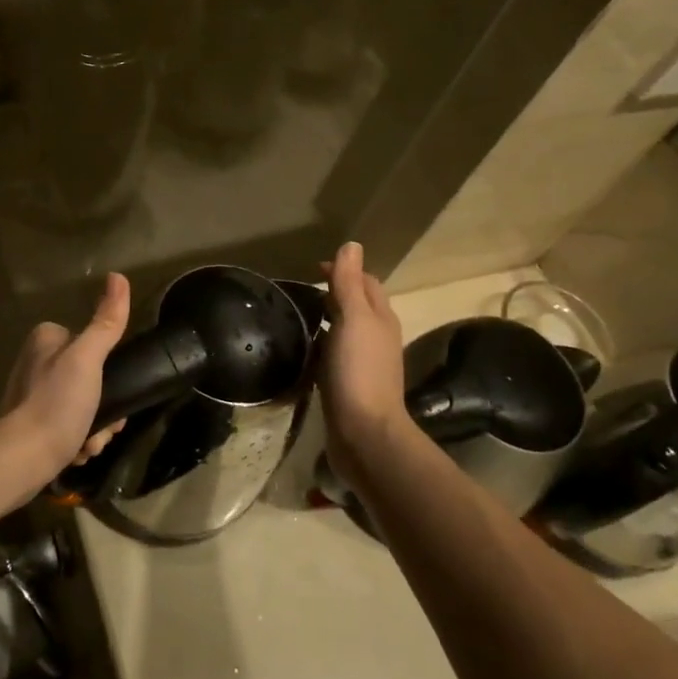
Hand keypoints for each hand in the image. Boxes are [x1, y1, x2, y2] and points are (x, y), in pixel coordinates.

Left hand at [0, 272, 130, 488]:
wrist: (19, 461)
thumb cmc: (55, 404)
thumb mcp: (87, 359)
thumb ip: (106, 323)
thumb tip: (118, 275)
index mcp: (47, 340)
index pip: (93, 345)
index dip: (110, 372)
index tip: (115, 393)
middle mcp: (37, 363)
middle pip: (91, 380)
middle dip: (104, 408)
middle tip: (104, 427)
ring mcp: (33, 396)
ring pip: (84, 406)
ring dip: (96, 428)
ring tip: (88, 445)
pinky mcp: (32, 426)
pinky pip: (68, 427)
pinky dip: (78, 441)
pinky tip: (77, 454)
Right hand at [318, 242, 408, 487]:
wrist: (364, 434)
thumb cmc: (359, 371)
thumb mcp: (353, 319)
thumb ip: (349, 283)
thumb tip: (351, 245)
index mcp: (380, 318)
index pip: (366, 282)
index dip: (344, 270)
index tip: (313, 268)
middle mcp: (376, 337)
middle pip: (357, 305)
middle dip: (334, 292)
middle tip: (300, 289)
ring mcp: (363, 363)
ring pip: (345, 330)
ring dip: (326, 318)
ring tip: (296, 314)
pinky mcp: (348, 384)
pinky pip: (334, 355)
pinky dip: (320, 345)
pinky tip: (302, 350)